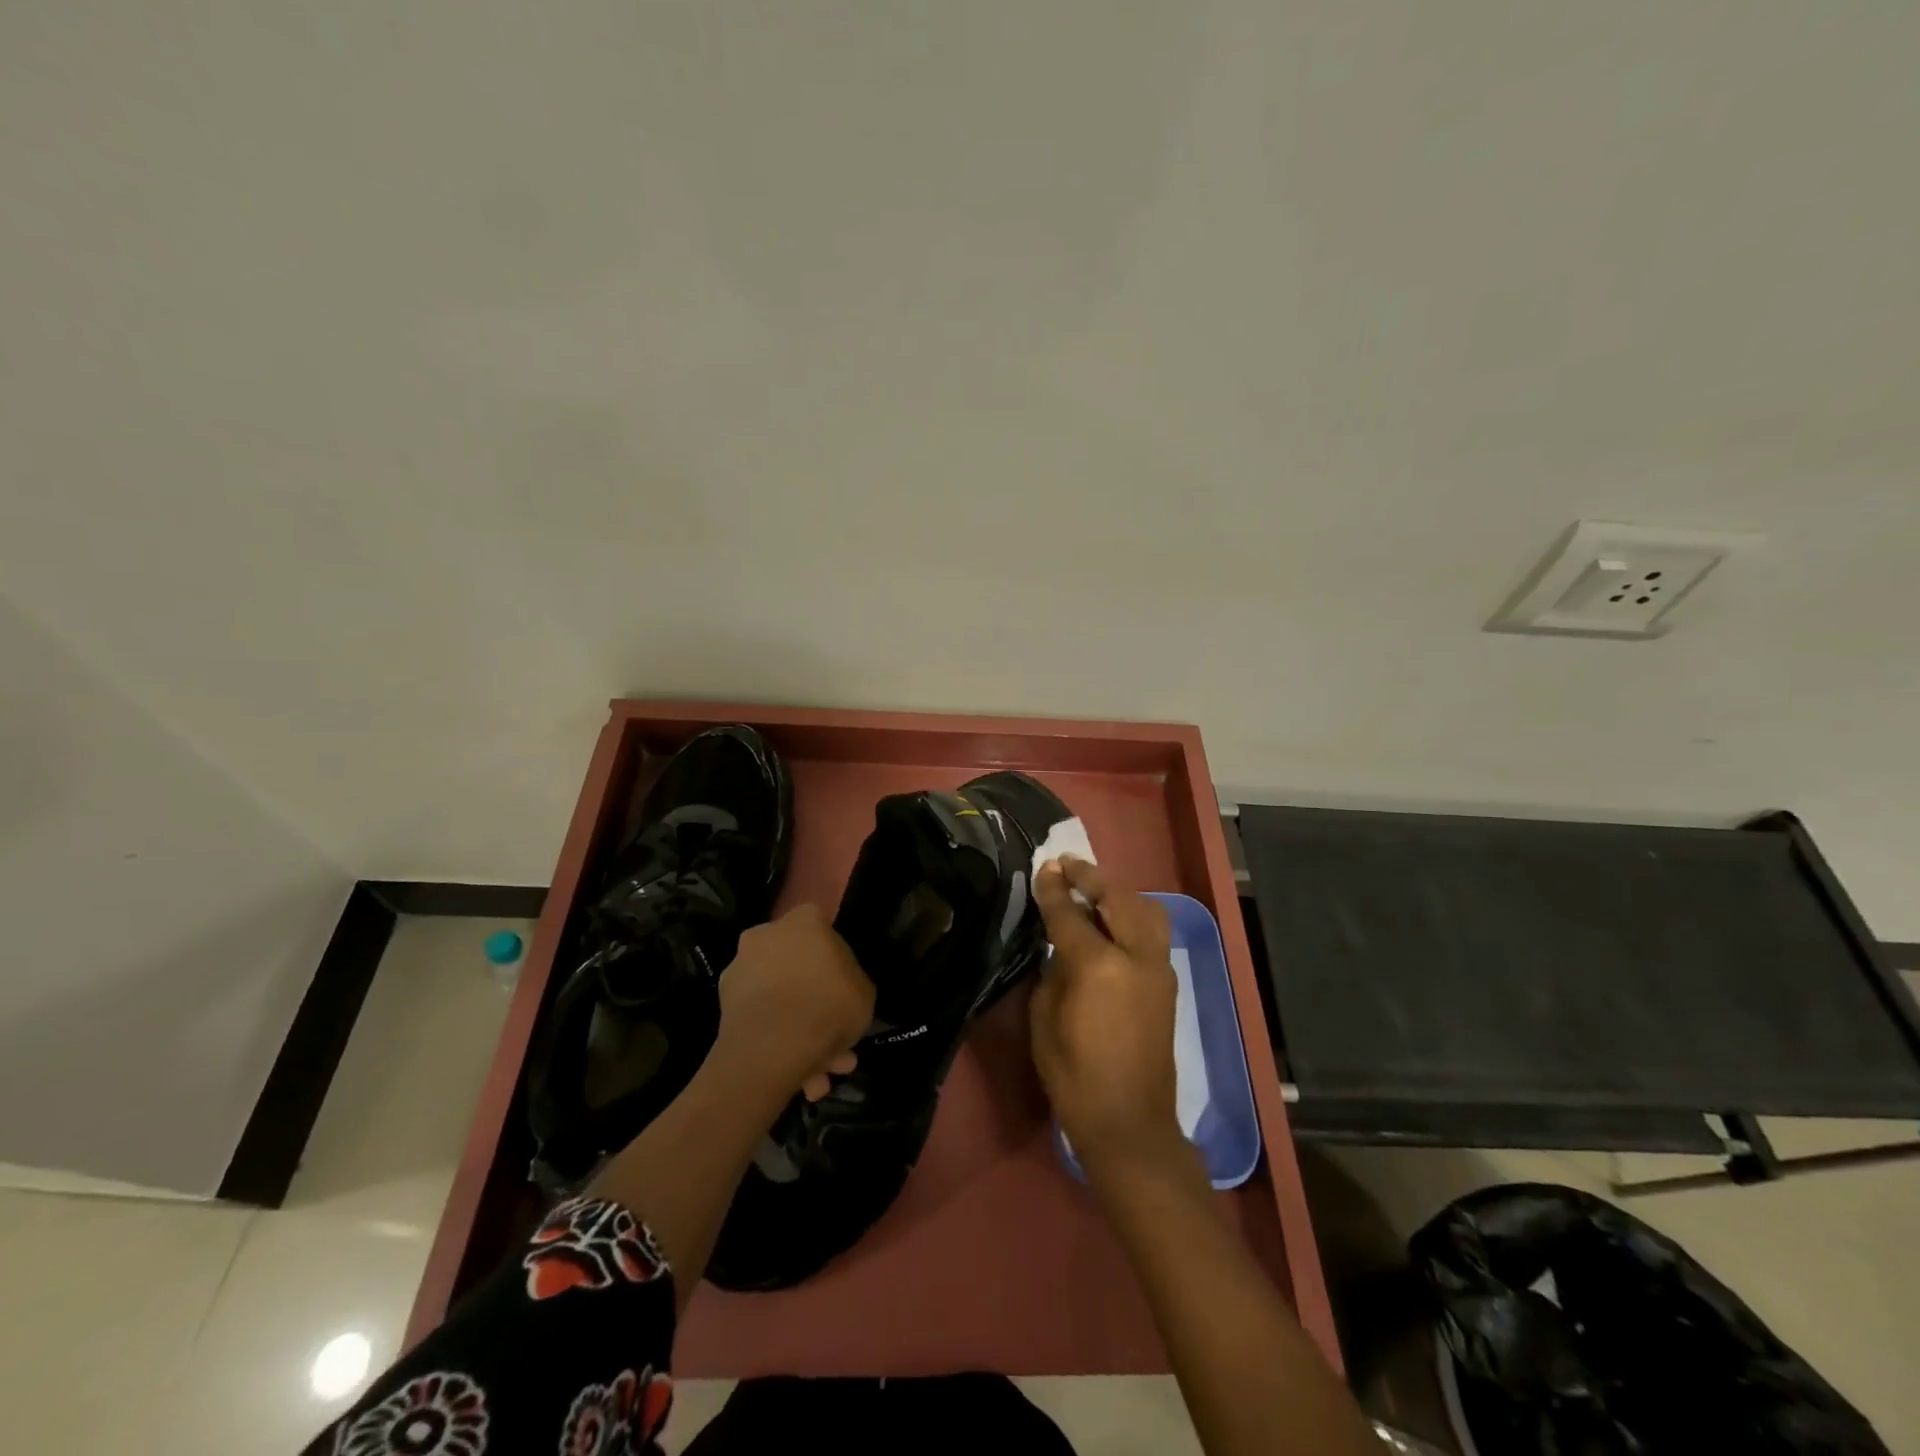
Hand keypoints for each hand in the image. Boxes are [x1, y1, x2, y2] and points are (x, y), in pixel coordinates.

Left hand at [718, 904, 874, 1101]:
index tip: (843, 990)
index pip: (822, 930)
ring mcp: (741, 968)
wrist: (774, 1046)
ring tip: (820, 1076)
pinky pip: (762, 1021)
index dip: (834, 962)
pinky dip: (778, 1044)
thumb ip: (851, 983)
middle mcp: (767, 935)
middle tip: (836, 1043)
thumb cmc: (829, 1005)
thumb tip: (840, 989)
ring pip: (779, 1000)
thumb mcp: (864, 993)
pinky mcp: (724, 1004)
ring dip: (799, 1033)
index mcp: (804, 920)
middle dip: (816, 1007)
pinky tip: (800, 1078)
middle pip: (797, 969)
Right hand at [1029, 857, 1186, 1174]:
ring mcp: (1158, 967)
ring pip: (1144, 907)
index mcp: (1099, 966)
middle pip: (1115, 897)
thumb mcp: (1045, 1020)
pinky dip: (1133, 912)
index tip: (1044, 866)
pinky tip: (1112, 919)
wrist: (1130, 1122)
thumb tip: (1061, 944)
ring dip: (1117, 890)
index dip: (1054, 888)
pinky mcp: (1168, 980)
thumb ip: (1053, 971)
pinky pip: (1153, 929)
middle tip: (1067, 864)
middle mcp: (1136, 956)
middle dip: (1089, 876)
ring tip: (1092, 887)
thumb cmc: (1074, 1076)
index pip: (1071, 913)